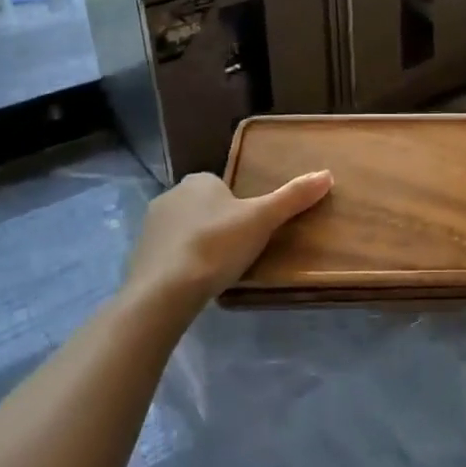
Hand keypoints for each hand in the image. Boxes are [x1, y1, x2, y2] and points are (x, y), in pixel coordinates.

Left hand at [123, 170, 332, 309]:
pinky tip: (193, 283)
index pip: (222, 186)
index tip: (250, 228)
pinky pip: (167, 254)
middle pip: (202, 207)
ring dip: (198, 244)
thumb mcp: (262, 219)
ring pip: (183, 230)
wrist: (163, 292)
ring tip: (217, 270)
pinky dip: (179, 264)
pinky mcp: (138, 257)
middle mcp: (170, 196)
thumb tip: (327, 174)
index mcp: (198, 181)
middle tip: (238, 251)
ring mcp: (150, 227)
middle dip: (217, 224)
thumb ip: (293, 197)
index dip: (237, 205)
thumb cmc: (216, 246)